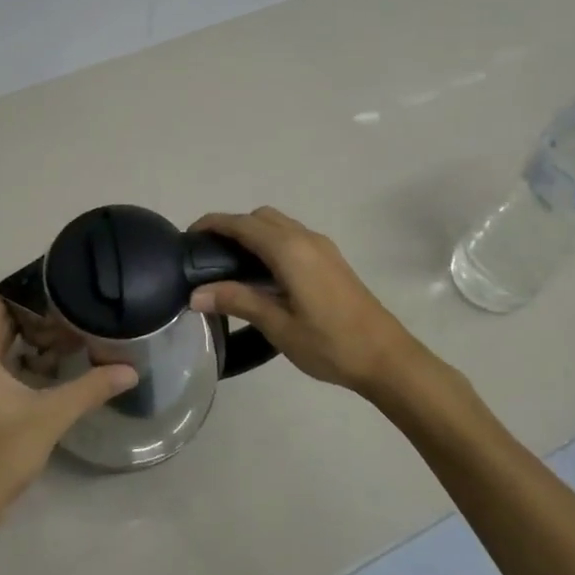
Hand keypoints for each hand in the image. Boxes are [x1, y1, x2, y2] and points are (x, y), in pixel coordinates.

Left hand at [0, 293, 136, 531]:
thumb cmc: (2, 452)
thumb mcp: (51, 416)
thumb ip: (90, 388)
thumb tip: (130, 370)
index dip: (23, 288)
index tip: (55, 278)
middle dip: (33, 313)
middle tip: (71, 303)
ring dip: (29, 338)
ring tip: (69, 330)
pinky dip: (22, 359)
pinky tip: (53, 366)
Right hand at [189, 207, 419, 393]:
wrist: (386, 357)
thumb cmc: (329, 343)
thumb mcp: (278, 325)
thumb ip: (237, 301)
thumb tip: (196, 294)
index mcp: (290, 250)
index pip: (242, 224)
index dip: (213, 224)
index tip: (187, 237)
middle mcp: (306, 238)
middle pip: (260, 217)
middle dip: (232, 227)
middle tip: (209, 256)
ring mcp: (322, 247)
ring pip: (279, 225)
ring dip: (253, 234)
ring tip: (231, 267)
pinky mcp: (331, 260)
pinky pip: (292, 237)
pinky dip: (271, 243)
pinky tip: (263, 276)